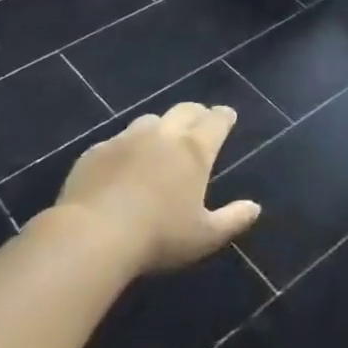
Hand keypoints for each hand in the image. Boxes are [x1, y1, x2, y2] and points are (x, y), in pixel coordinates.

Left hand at [55, 102, 261, 273]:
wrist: (92, 235)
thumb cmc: (158, 236)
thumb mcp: (204, 236)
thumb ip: (233, 219)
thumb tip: (255, 208)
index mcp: (194, 150)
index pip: (216, 121)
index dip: (224, 117)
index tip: (228, 116)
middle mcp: (163, 134)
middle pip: (185, 110)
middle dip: (197, 113)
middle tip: (200, 121)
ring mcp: (127, 138)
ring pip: (150, 120)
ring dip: (161, 126)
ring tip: (161, 141)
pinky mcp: (97, 150)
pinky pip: (118, 140)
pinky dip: (127, 147)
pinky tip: (123, 164)